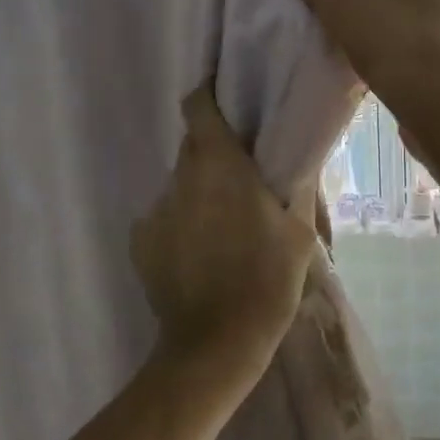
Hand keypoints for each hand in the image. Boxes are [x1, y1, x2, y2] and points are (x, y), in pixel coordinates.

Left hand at [130, 85, 316, 382]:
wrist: (216, 344)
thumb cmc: (268, 280)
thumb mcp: (300, 231)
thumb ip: (298, 185)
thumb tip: (298, 156)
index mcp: (219, 165)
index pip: (198, 106)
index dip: (209, 95)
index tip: (227, 100)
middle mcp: (180, 178)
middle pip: (192, 146)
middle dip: (214, 152)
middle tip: (242, 176)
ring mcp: (155, 210)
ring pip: (180, 185)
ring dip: (200, 192)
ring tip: (224, 228)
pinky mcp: (139, 242)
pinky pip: (164, 217)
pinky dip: (181, 224)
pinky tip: (200, 256)